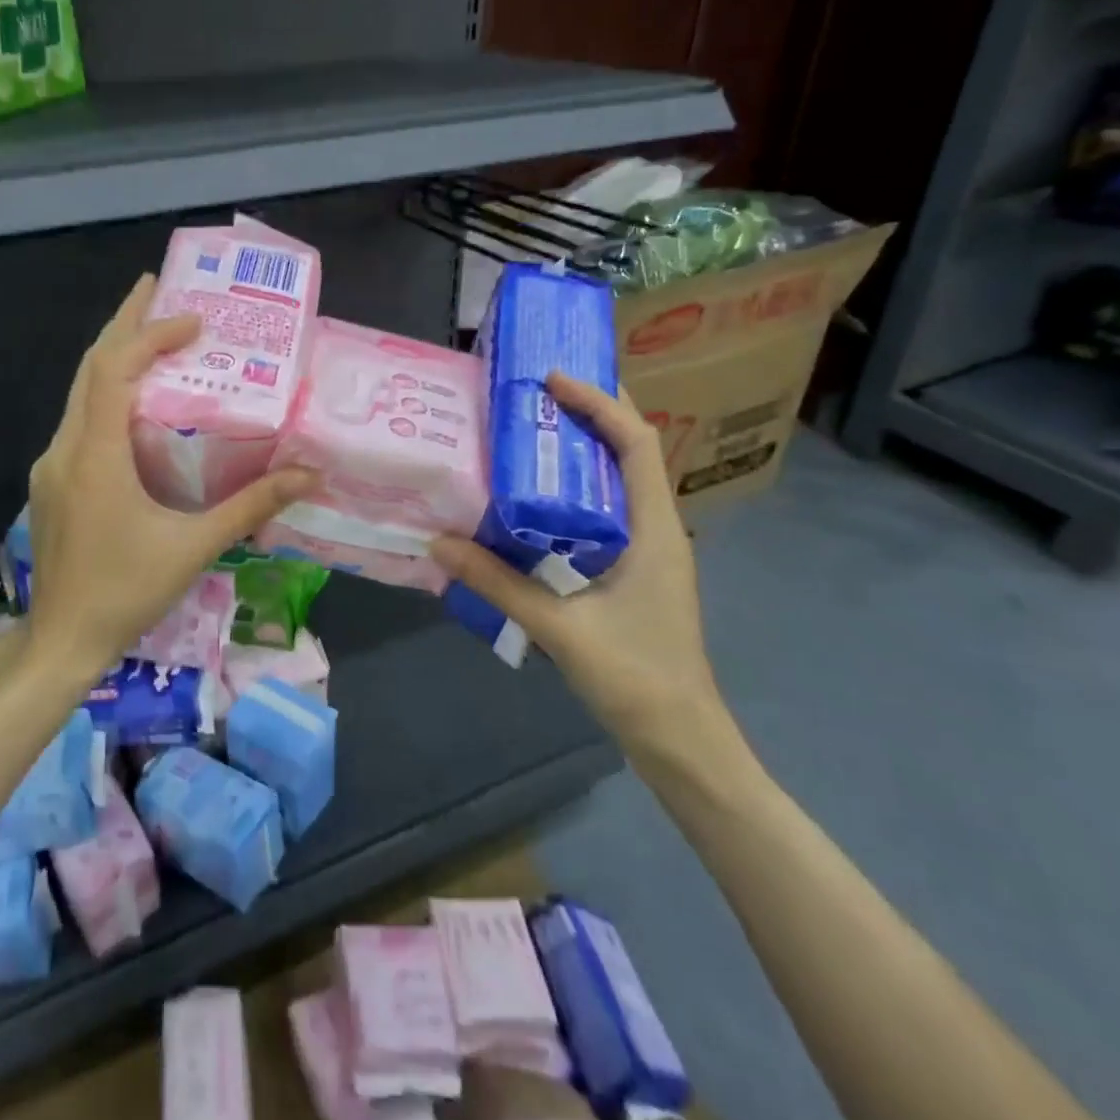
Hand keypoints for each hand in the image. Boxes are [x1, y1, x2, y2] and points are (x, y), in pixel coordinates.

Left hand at [25, 275, 316, 683]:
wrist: (63, 640)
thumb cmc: (127, 592)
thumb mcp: (195, 547)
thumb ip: (251, 507)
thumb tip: (307, 476)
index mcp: (96, 457)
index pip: (113, 371)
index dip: (149, 336)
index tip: (193, 320)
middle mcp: (66, 449)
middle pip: (89, 367)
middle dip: (123, 323)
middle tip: (156, 286)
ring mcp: (53, 465)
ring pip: (80, 392)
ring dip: (114, 356)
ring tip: (150, 330)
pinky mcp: (54, 481)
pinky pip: (79, 420)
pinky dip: (107, 393)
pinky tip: (135, 400)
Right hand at [430, 373, 728, 770]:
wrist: (680, 739)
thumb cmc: (634, 677)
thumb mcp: (559, 628)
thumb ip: (498, 583)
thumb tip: (439, 542)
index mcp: (653, 529)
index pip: (637, 443)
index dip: (600, 403)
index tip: (553, 380)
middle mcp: (658, 528)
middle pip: (634, 450)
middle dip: (595, 411)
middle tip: (542, 390)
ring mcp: (649, 549)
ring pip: (623, 479)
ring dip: (587, 446)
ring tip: (536, 428)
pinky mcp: (635, 569)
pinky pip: (610, 509)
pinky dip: (580, 486)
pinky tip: (540, 496)